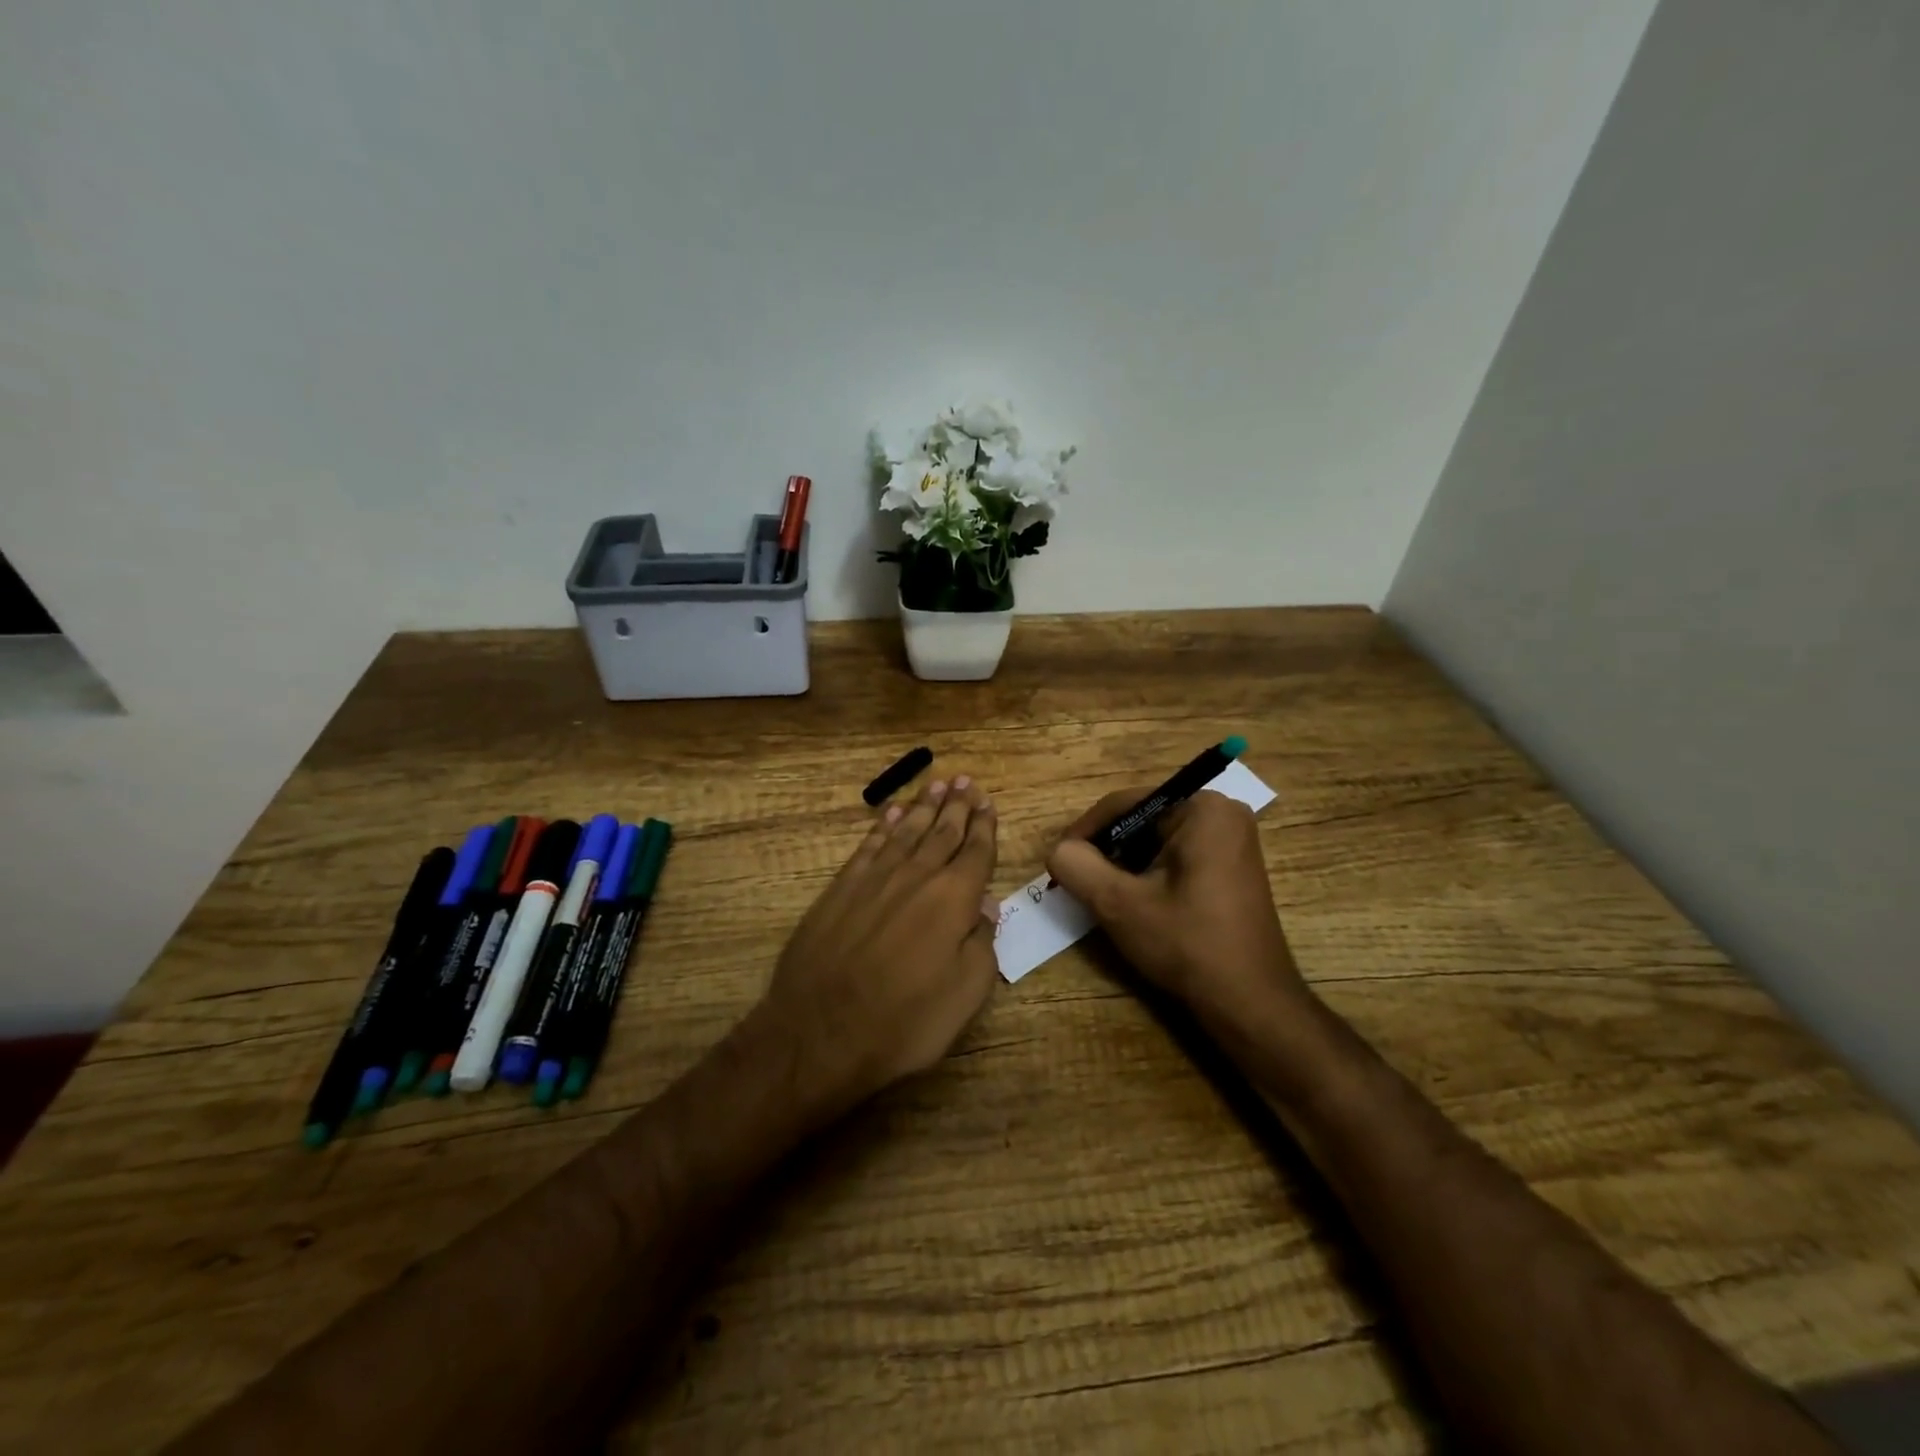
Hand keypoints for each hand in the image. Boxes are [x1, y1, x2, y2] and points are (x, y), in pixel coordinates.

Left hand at [759, 775, 1000, 1108]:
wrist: (818, 1032)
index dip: (984, 826)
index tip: (987, 802)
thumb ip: (982, 944)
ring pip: (906, 831)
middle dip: (956, 806)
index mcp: (953, 900)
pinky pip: (868, 846)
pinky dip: (882, 827)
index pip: (976, 852)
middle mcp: (916, 877)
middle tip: (965, 781)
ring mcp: (874, 879)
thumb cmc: (903, 1022)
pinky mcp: (841, 888)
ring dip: (923, 807)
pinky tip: (890, 814)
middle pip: (942, 832)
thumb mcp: (965, 996)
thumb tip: (985, 905)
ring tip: (935, 784)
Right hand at [1046, 788, 1304, 1021]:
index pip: (1125, 805)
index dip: (1084, 832)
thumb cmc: (1187, 944)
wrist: (1250, 1003)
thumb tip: (1058, 851)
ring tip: (1102, 898)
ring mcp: (1232, 841)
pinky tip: (1135, 906)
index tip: (1059, 863)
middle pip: (1141, 822)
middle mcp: (1222, 814)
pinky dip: (1150, 876)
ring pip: (1156, 842)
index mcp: (1202, 809)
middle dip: (1106, 852)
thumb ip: (1077, 866)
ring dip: (1125, 866)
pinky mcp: (1231, 868)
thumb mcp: (1119, 903)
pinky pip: (1176, 857)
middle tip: (1079, 884)